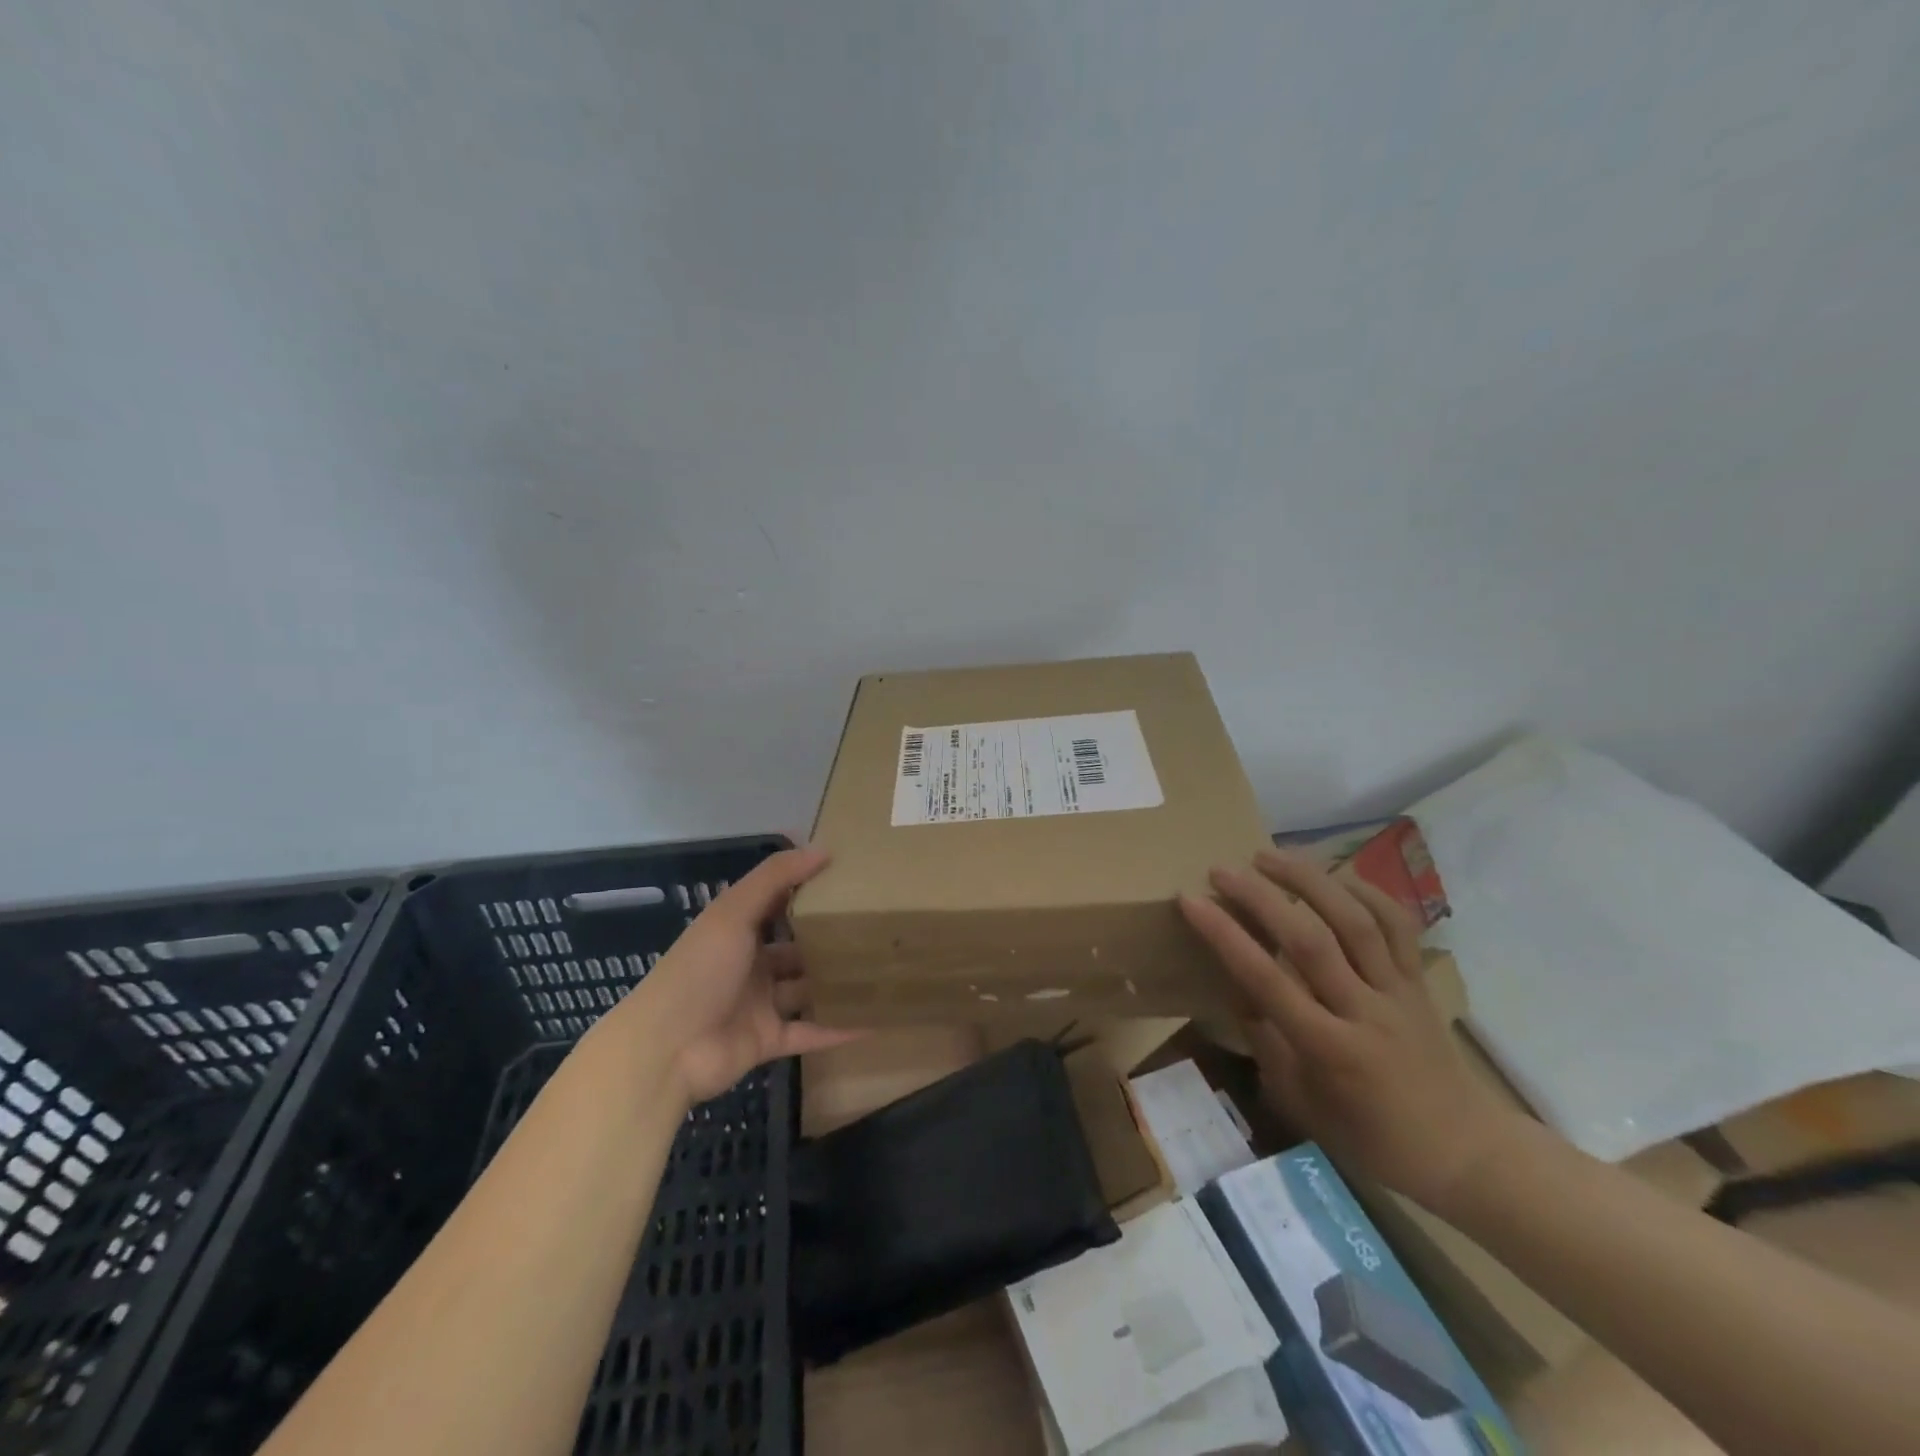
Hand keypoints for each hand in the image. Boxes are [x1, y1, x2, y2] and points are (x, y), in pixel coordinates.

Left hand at [613, 846, 859, 1105]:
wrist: (666, 1049)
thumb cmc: (700, 970)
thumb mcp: (734, 913)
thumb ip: (775, 878)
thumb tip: (823, 848)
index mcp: (737, 932)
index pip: (777, 905)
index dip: (807, 891)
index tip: (849, 879)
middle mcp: (750, 965)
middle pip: (796, 949)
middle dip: (829, 941)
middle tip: (876, 928)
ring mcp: (759, 1005)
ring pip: (805, 990)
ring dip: (835, 983)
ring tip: (883, 970)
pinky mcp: (768, 1040)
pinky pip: (808, 1032)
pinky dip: (836, 1029)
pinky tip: (873, 1021)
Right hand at [1179, 847, 1527, 1211]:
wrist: (1465, 1152)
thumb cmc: (1372, 1139)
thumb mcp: (1302, 1103)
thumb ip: (1267, 1042)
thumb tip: (1237, 989)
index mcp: (1329, 1049)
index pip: (1267, 980)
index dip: (1225, 936)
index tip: (1191, 901)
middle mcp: (1363, 1011)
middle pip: (1311, 940)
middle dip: (1261, 897)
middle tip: (1223, 870)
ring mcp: (1397, 991)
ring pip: (1355, 921)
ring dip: (1309, 880)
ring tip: (1270, 855)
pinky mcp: (1420, 981)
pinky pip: (1398, 925)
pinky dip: (1367, 892)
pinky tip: (1335, 875)